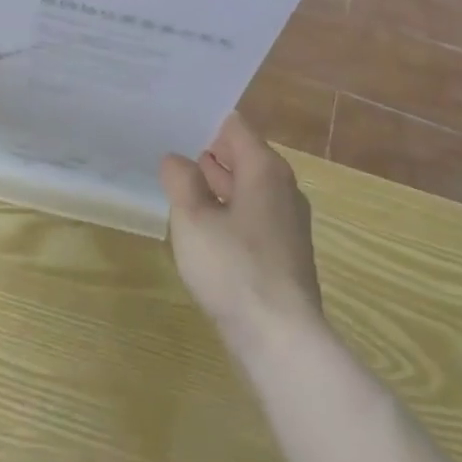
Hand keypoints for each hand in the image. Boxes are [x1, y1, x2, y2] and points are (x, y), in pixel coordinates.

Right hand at [160, 113, 323, 356]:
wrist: (281, 338)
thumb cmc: (234, 268)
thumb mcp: (193, 220)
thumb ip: (181, 182)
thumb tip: (176, 159)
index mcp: (265, 169)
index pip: (235, 126)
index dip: (205, 123)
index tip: (176, 125)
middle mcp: (283, 187)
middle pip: (244, 156)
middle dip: (210, 155)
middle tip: (173, 153)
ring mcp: (288, 221)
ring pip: (248, 189)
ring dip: (218, 186)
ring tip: (182, 187)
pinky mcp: (285, 252)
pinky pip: (254, 217)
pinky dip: (230, 213)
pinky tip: (206, 230)